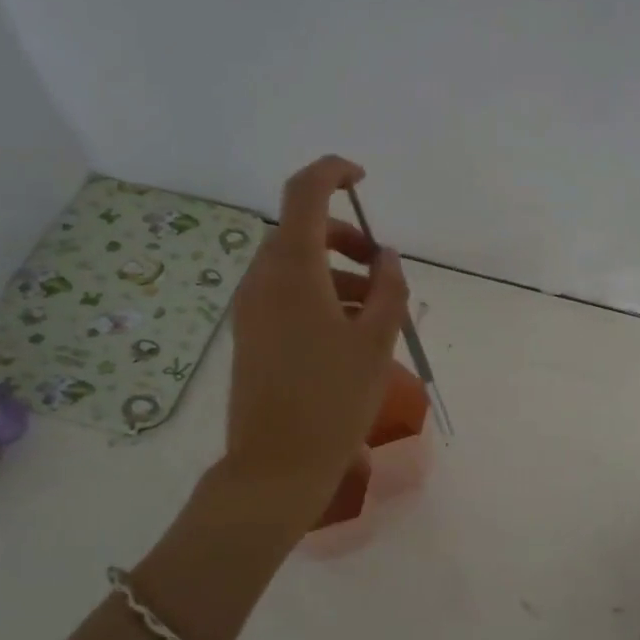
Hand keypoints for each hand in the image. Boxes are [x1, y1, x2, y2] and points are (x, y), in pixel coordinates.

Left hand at [223, 155, 407, 521]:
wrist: (276, 466)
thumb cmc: (333, 400)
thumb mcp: (376, 341)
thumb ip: (389, 289)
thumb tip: (387, 258)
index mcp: (292, 269)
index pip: (305, 192)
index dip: (333, 172)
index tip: (363, 179)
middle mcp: (262, 279)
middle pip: (301, 231)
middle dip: (344, 237)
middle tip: (381, 267)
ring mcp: (251, 309)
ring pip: (294, 266)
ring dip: (336, 272)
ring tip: (375, 310)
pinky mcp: (250, 335)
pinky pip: (285, 295)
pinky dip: (318, 296)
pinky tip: (348, 334)